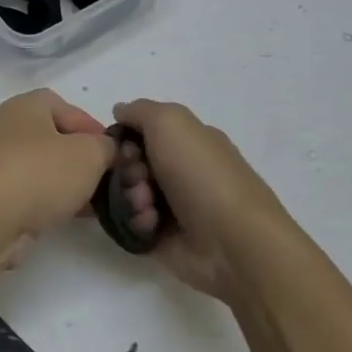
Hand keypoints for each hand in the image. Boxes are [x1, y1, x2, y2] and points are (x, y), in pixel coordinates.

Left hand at [0, 90, 114, 262]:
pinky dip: (50, 203)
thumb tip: (104, 150)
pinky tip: (68, 218)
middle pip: (56, 139)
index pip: (67, 107)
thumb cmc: (38, 173)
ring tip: (94, 205)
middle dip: (83, 160)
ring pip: (44, 169)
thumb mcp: (89, 154)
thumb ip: (106, 147)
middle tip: (106, 181)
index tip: (114, 154)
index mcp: (27, 106)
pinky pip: (30, 194)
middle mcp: (8, 129)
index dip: (93, 128)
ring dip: (69, 185)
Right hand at [109, 99, 294, 303]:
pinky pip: (131, 223)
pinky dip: (136, 221)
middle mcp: (179, 170)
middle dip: (127, 168)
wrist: (231, 241)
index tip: (125, 146)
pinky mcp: (161, 237)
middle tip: (139, 177)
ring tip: (146, 206)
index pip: (143, 132)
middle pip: (130, 162)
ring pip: (127, 192)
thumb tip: (120, 110)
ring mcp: (171, 205)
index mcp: (188, 142)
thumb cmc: (202, 174)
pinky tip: (150, 224)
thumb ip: (140, 110)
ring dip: (130, 195)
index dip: (127, 137)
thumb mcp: (171, 122)